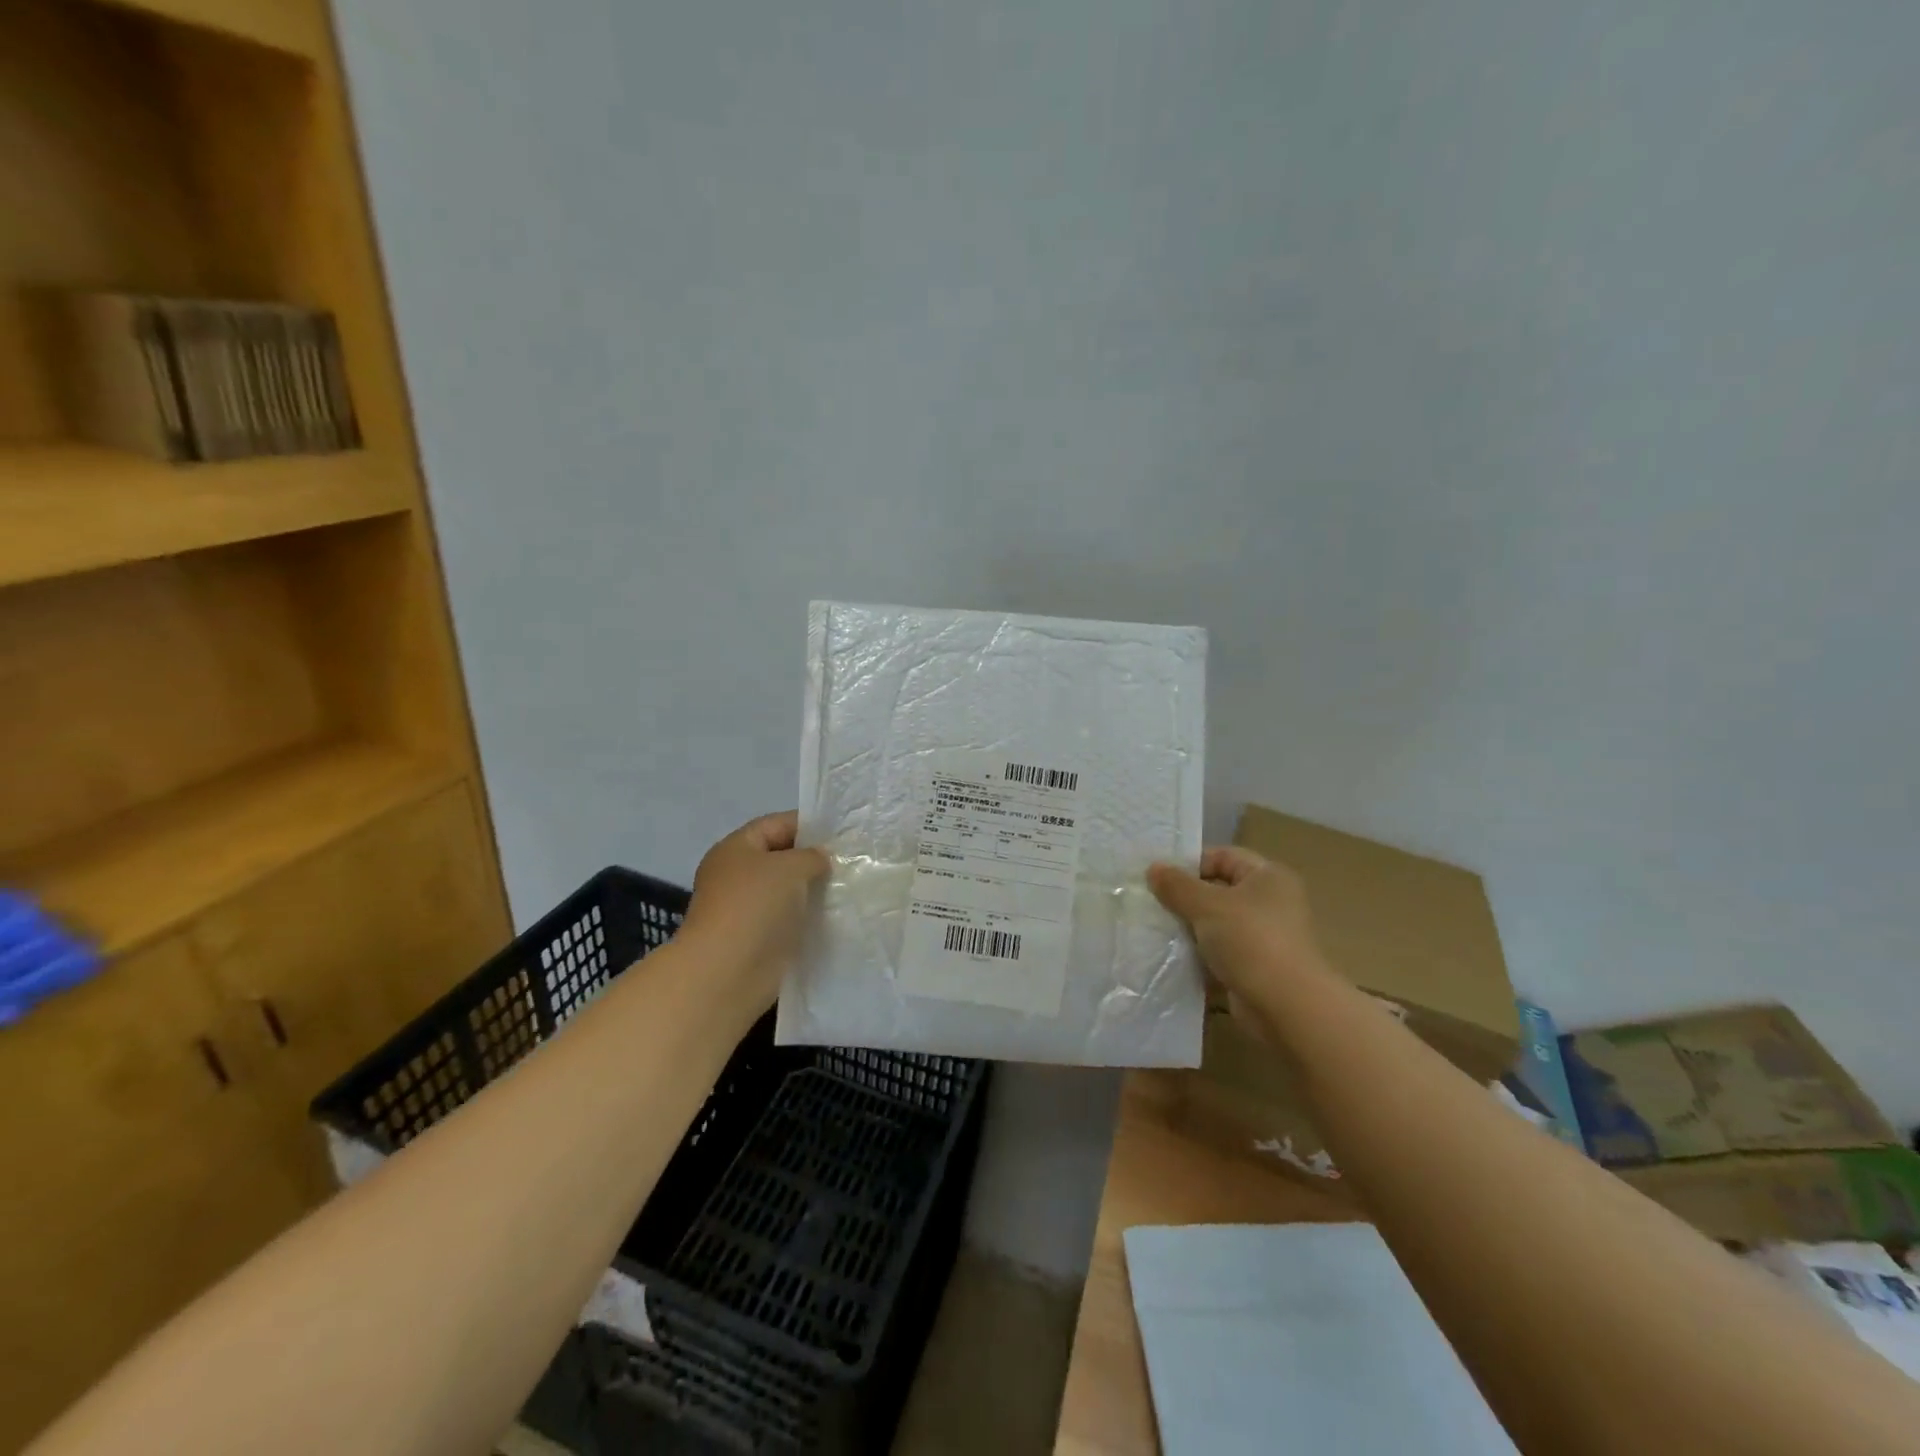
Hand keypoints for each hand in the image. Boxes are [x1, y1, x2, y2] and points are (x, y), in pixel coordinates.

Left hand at [677, 811, 829, 1016]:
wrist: (727, 972)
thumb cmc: (755, 906)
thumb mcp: (790, 867)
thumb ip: (811, 856)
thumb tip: (820, 859)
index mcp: (736, 848)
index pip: (775, 824)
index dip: (808, 824)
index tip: (841, 832)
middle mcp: (737, 875)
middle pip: (781, 857)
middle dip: (813, 858)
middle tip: (850, 860)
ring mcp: (746, 908)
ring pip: (786, 890)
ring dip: (813, 890)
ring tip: (848, 887)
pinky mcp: (757, 938)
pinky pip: (788, 918)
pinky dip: (807, 917)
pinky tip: (835, 916)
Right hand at [1147, 846, 1328, 1004]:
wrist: (1286, 1008)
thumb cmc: (1251, 941)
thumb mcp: (1207, 905)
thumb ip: (1177, 885)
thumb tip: (1153, 868)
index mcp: (1268, 877)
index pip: (1223, 856)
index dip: (1191, 863)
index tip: (1159, 878)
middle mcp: (1271, 902)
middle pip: (1219, 890)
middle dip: (1186, 897)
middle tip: (1152, 904)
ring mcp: (1265, 937)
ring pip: (1217, 923)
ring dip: (1190, 928)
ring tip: (1157, 930)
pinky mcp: (1256, 968)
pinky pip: (1221, 952)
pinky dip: (1200, 954)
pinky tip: (1173, 958)